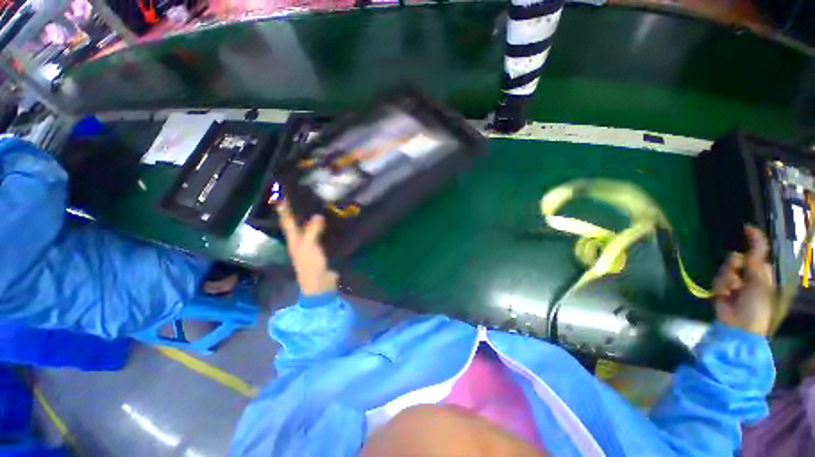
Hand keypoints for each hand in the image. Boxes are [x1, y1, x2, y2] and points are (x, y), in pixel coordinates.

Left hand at [277, 202, 338, 295]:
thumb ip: (312, 230)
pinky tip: (331, 221)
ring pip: (311, 228)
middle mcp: (301, 241)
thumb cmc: (310, 265)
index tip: (284, 195)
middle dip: (299, 211)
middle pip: (298, 223)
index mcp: (294, 239)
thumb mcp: (308, 246)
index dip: (284, 209)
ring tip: (320, 205)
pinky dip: (324, 227)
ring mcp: (312, 245)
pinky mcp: (322, 249)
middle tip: (306, 196)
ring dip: (313, 218)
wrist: (321, 283)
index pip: (287, 221)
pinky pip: (322, 234)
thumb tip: (318, 216)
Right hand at [712, 226, 774, 335]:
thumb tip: (750, 241)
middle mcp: (748, 274)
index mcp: (762, 271)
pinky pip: (717, 280)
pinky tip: (724, 294)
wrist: (740, 324)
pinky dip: (720, 286)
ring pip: (725, 268)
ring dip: (727, 277)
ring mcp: (734, 282)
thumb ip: (756, 261)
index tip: (746, 228)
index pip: (758, 251)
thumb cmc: (757, 304)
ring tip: (731, 289)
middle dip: (734, 264)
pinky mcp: (720, 289)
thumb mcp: (760, 281)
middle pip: (737, 258)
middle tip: (737, 272)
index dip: (754, 239)